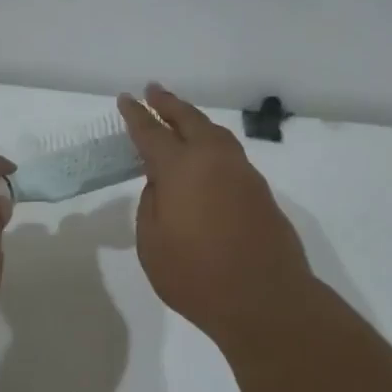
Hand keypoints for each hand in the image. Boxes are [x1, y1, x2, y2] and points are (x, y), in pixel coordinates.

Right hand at [116, 84, 313, 344]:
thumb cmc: (196, 276)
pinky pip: (230, 154)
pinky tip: (206, 156)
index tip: (126, 99)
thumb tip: (162, 184)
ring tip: (180, 116)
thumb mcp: (152, 244)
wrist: (265, 300)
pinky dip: (212, 143)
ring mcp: (242, 173)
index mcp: (181, 168)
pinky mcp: (260, 191)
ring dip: (194, 120)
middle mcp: (214, 160)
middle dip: (168, 104)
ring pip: (215, 133)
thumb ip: (151, 205)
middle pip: (189, 120)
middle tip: (153, 91)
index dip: (136, 115)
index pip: (151, 132)